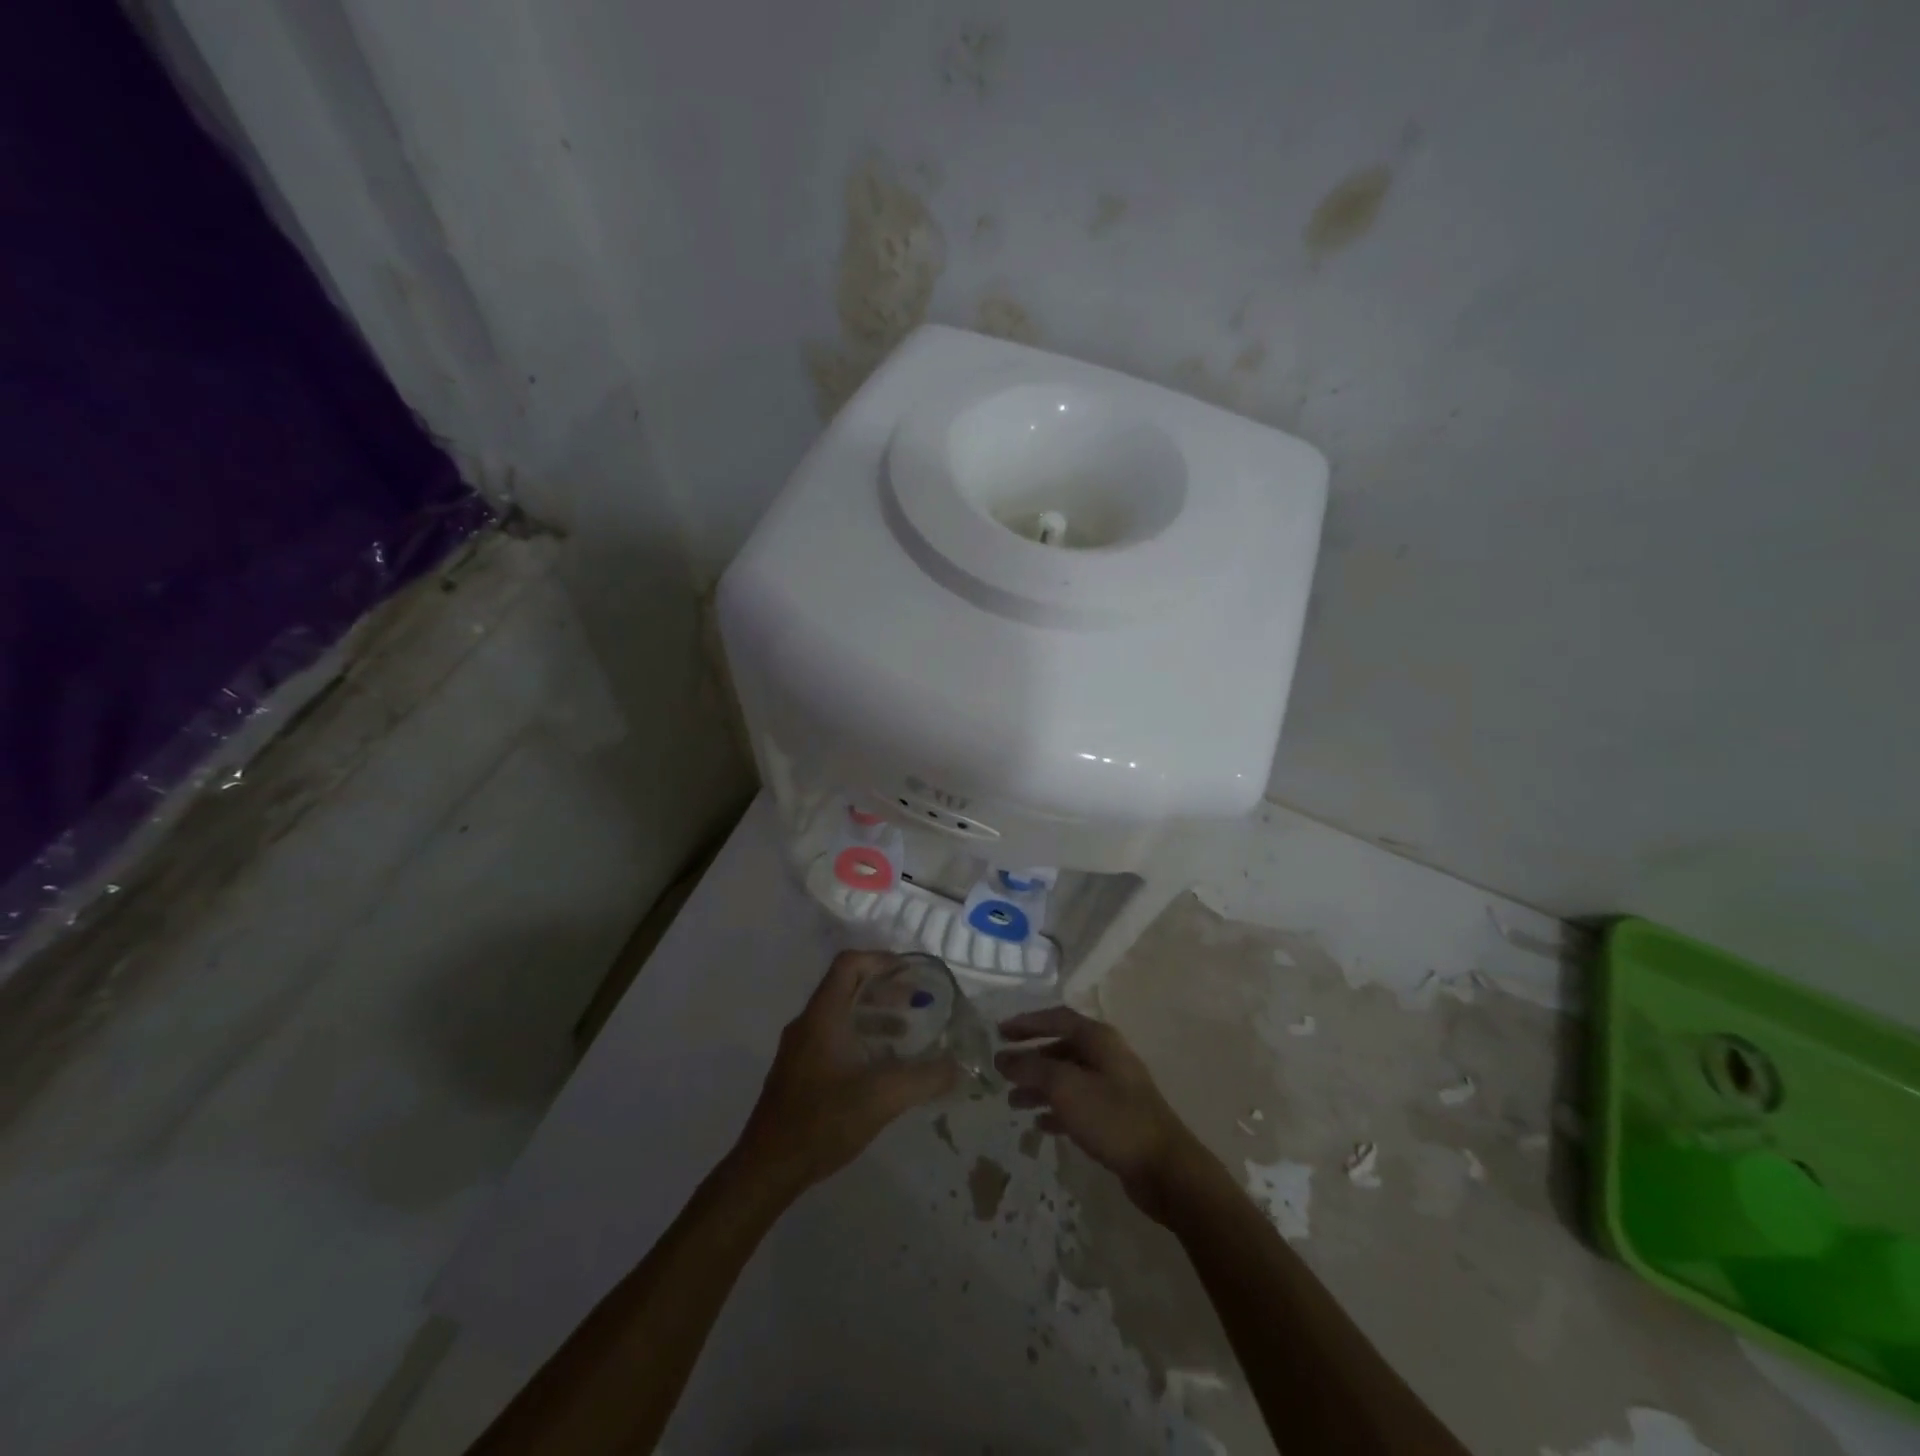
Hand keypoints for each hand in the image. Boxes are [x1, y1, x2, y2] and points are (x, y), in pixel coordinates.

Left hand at [734, 952, 958, 1194]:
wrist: (767, 1168)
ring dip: (874, 1016)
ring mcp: (799, 1049)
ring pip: (840, 1015)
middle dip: (884, 990)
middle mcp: (808, 1024)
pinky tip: (880, 1068)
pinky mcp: (798, 1073)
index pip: (849, 964)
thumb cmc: (822, 1120)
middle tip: (916, 1002)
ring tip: (905, 1034)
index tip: (910, 973)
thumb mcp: (882, 1096)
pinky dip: (860, 1039)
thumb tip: (958, 1066)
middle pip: (846, 987)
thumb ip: (924, 1078)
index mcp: (823, 1015)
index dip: (880, 960)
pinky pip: (833, 1038)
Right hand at [997, 1006, 1208, 1222]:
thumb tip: (1002, 1057)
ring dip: (1040, 1087)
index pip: (1057, 1018)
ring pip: (1068, 1078)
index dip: (1027, 1023)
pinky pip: (1078, 1104)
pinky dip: (1057, 1110)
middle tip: (1002, 1070)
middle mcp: (1107, 1057)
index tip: (999, 1032)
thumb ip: (1031, 1069)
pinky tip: (1039, 1124)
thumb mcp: (1065, 1088)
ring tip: (1013, 1102)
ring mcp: (1113, 1087)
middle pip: (1061, 1048)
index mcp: (1099, 1039)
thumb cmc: (1113, 1117)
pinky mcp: (1116, 1117)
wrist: (1164, 1168)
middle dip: (1031, 1059)